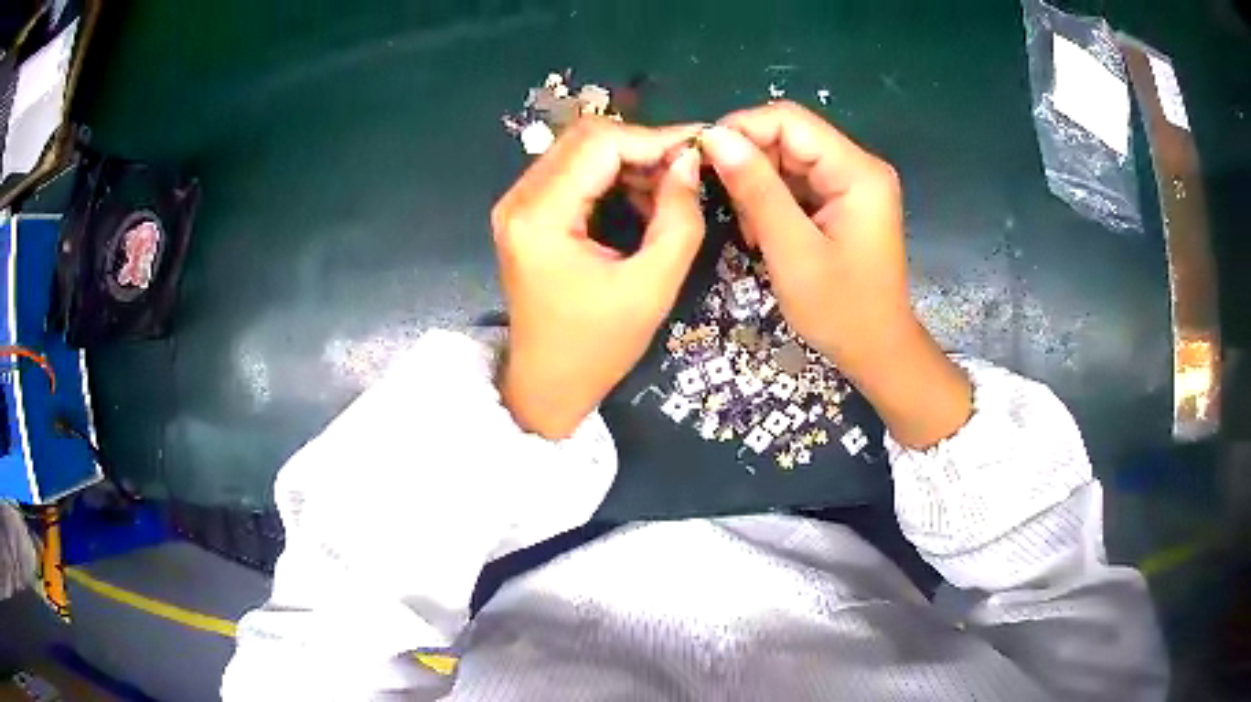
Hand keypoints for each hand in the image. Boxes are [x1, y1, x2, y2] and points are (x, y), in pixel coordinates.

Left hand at [493, 119, 703, 438]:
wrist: (547, 384)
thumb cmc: (598, 347)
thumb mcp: (652, 287)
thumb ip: (679, 219)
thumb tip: (690, 160)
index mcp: (540, 217)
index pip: (600, 145)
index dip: (655, 138)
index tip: (700, 146)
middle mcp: (518, 200)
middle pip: (586, 138)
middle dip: (643, 146)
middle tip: (687, 168)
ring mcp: (516, 204)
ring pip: (579, 150)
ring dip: (629, 160)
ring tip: (669, 189)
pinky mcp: (525, 213)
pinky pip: (572, 172)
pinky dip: (611, 176)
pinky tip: (641, 200)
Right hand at [699, 102, 970, 447]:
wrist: (877, 351)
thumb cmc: (840, 310)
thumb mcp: (792, 250)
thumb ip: (756, 190)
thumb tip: (714, 138)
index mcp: (857, 171)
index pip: (790, 121)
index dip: (741, 130)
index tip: (703, 159)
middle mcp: (858, 166)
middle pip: (789, 136)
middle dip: (749, 160)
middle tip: (723, 199)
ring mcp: (852, 183)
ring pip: (789, 158)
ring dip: (758, 183)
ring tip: (748, 225)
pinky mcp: (844, 201)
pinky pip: (798, 181)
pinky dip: (772, 199)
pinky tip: (763, 229)